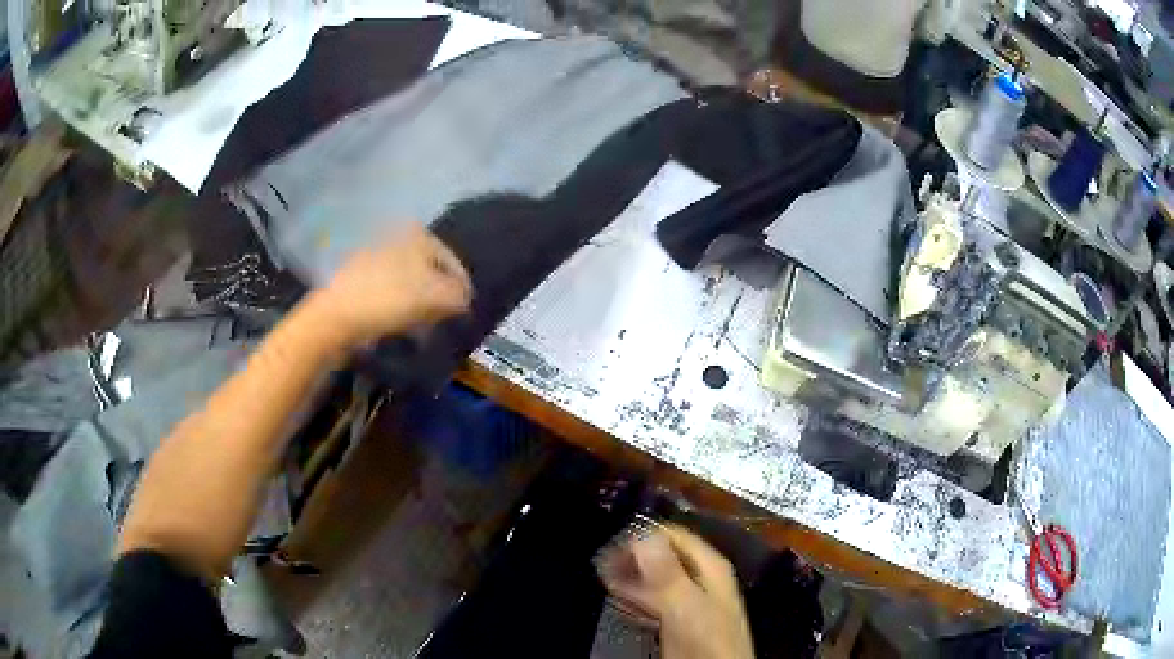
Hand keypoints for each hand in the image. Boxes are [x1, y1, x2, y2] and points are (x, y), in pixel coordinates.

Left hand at [313, 222, 471, 346]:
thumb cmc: (391, 299)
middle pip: (430, 271)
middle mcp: (398, 238)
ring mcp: (377, 256)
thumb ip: (459, 296)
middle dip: (440, 296)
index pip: (453, 263)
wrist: (337, 315)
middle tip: (444, 320)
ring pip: (410, 282)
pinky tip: (398, 323)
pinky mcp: (360, 277)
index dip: (463, 290)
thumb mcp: (436, 297)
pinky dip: (399, 306)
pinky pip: (390, 291)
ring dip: (420, 303)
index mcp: (419, 234)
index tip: (465, 316)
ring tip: (422, 326)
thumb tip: (465, 299)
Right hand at [600, 525, 754, 658]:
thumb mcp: (684, 602)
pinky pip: (654, 601)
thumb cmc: (705, 637)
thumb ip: (665, 570)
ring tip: (606, 577)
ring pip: (658, 579)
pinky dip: (637, 597)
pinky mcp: (680, 622)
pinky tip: (621, 600)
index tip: (613, 542)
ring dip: (633, 577)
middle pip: (665, 556)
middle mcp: (703, 579)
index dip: (644, 534)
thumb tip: (642, 532)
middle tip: (604, 562)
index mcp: (710, 567)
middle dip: (635, 557)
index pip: (675, 535)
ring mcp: (692, 602)